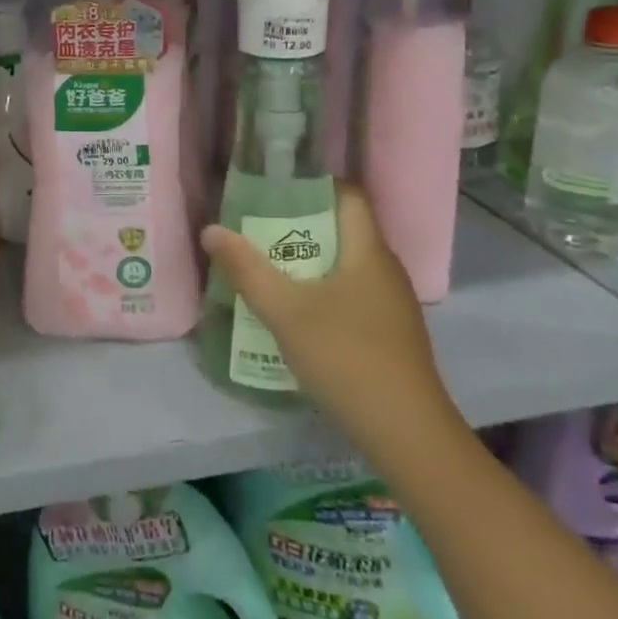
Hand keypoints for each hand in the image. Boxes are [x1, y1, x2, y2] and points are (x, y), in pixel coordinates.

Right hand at [200, 184, 457, 461]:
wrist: (406, 433)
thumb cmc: (345, 357)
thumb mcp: (285, 311)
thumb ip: (246, 269)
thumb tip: (211, 230)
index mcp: (368, 251)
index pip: (349, 195)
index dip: (313, 185)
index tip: (273, 190)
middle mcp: (386, 269)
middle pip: (343, 229)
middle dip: (300, 225)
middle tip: (256, 230)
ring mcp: (392, 304)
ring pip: (346, 265)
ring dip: (309, 261)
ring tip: (267, 267)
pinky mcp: (390, 334)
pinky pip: (352, 294)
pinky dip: (323, 291)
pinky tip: (297, 313)